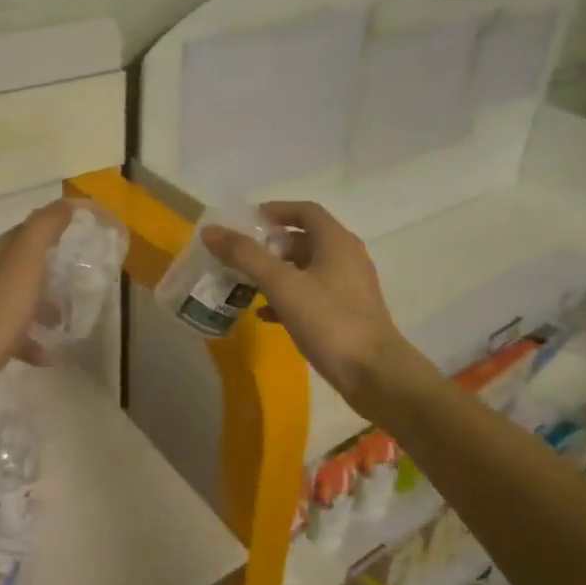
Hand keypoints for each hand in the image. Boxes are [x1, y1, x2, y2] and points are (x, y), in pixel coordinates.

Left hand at [0, 200, 72, 397]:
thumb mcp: (24, 264)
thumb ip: (44, 230)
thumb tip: (66, 203)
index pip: (29, 229)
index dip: (56, 226)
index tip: (85, 232)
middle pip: (23, 264)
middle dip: (51, 268)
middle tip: (79, 278)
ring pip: (17, 298)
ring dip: (43, 306)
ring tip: (64, 322)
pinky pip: (11, 332)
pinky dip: (30, 339)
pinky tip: (47, 356)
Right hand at [203, 201, 422, 411]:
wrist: (374, 374)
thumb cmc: (329, 321)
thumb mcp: (282, 285)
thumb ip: (246, 256)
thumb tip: (211, 230)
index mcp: (336, 241)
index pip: (305, 211)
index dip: (275, 211)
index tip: (246, 221)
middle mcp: (346, 258)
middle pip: (304, 239)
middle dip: (271, 245)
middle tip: (240, 255)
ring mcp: (349, 288)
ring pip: (306, 270)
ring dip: (277, 273)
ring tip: (246, 284)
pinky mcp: (346, 314)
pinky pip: (311, 296)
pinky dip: (287, 298)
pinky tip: (265, 315)